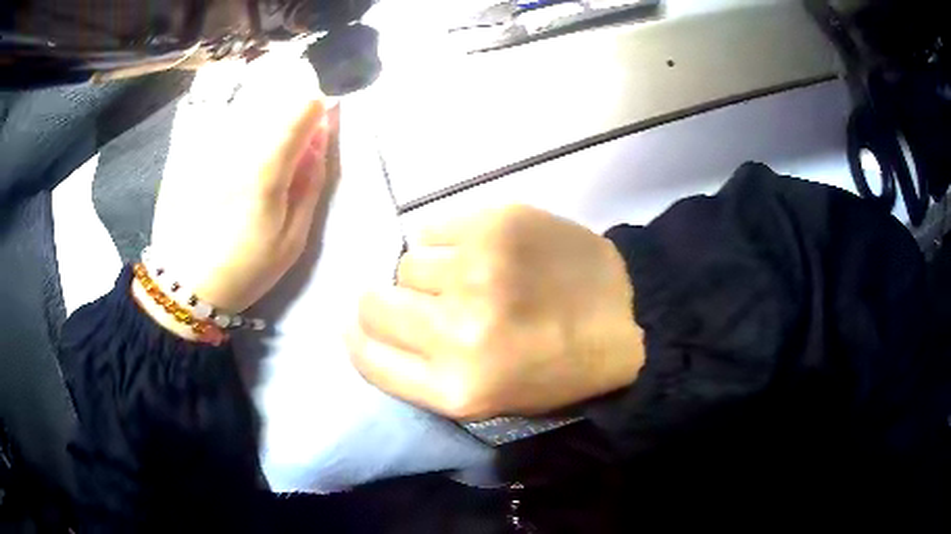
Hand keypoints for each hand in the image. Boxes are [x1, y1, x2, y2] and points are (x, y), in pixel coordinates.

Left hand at [148, 56, 331, 319]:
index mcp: (265, 171)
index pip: (302, 109)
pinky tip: (228, 138)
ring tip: (255, 139)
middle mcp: (233, 146)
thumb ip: (310, 185)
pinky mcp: (185, 150)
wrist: (183, 285)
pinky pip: (212, 114)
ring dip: (258, 108)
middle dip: (287, 105)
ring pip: (243, 102)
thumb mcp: (291, 241)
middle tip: (286, 135)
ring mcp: (205, 145)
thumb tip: (320, 139)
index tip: (316, 122)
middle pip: (272, 98)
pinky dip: (228, 116)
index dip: (316, 109)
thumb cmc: (243, 269)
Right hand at [347, 206, 645, 419]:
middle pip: (375, 304)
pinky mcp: (496, 224)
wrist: (627, 317)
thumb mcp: (488, 399)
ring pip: (408, 263)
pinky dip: (448, 241)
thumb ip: (423, 374)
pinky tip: (480, 250)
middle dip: (383, 302)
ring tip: (468, 277)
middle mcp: (456, 331)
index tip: (361, 327)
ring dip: (429, 274)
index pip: (369, 358)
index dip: (359, 339)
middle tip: (417, 301)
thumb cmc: (558, 368)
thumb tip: (372, 329)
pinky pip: (434, 229)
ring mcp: (476, 270)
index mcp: (456, 389)